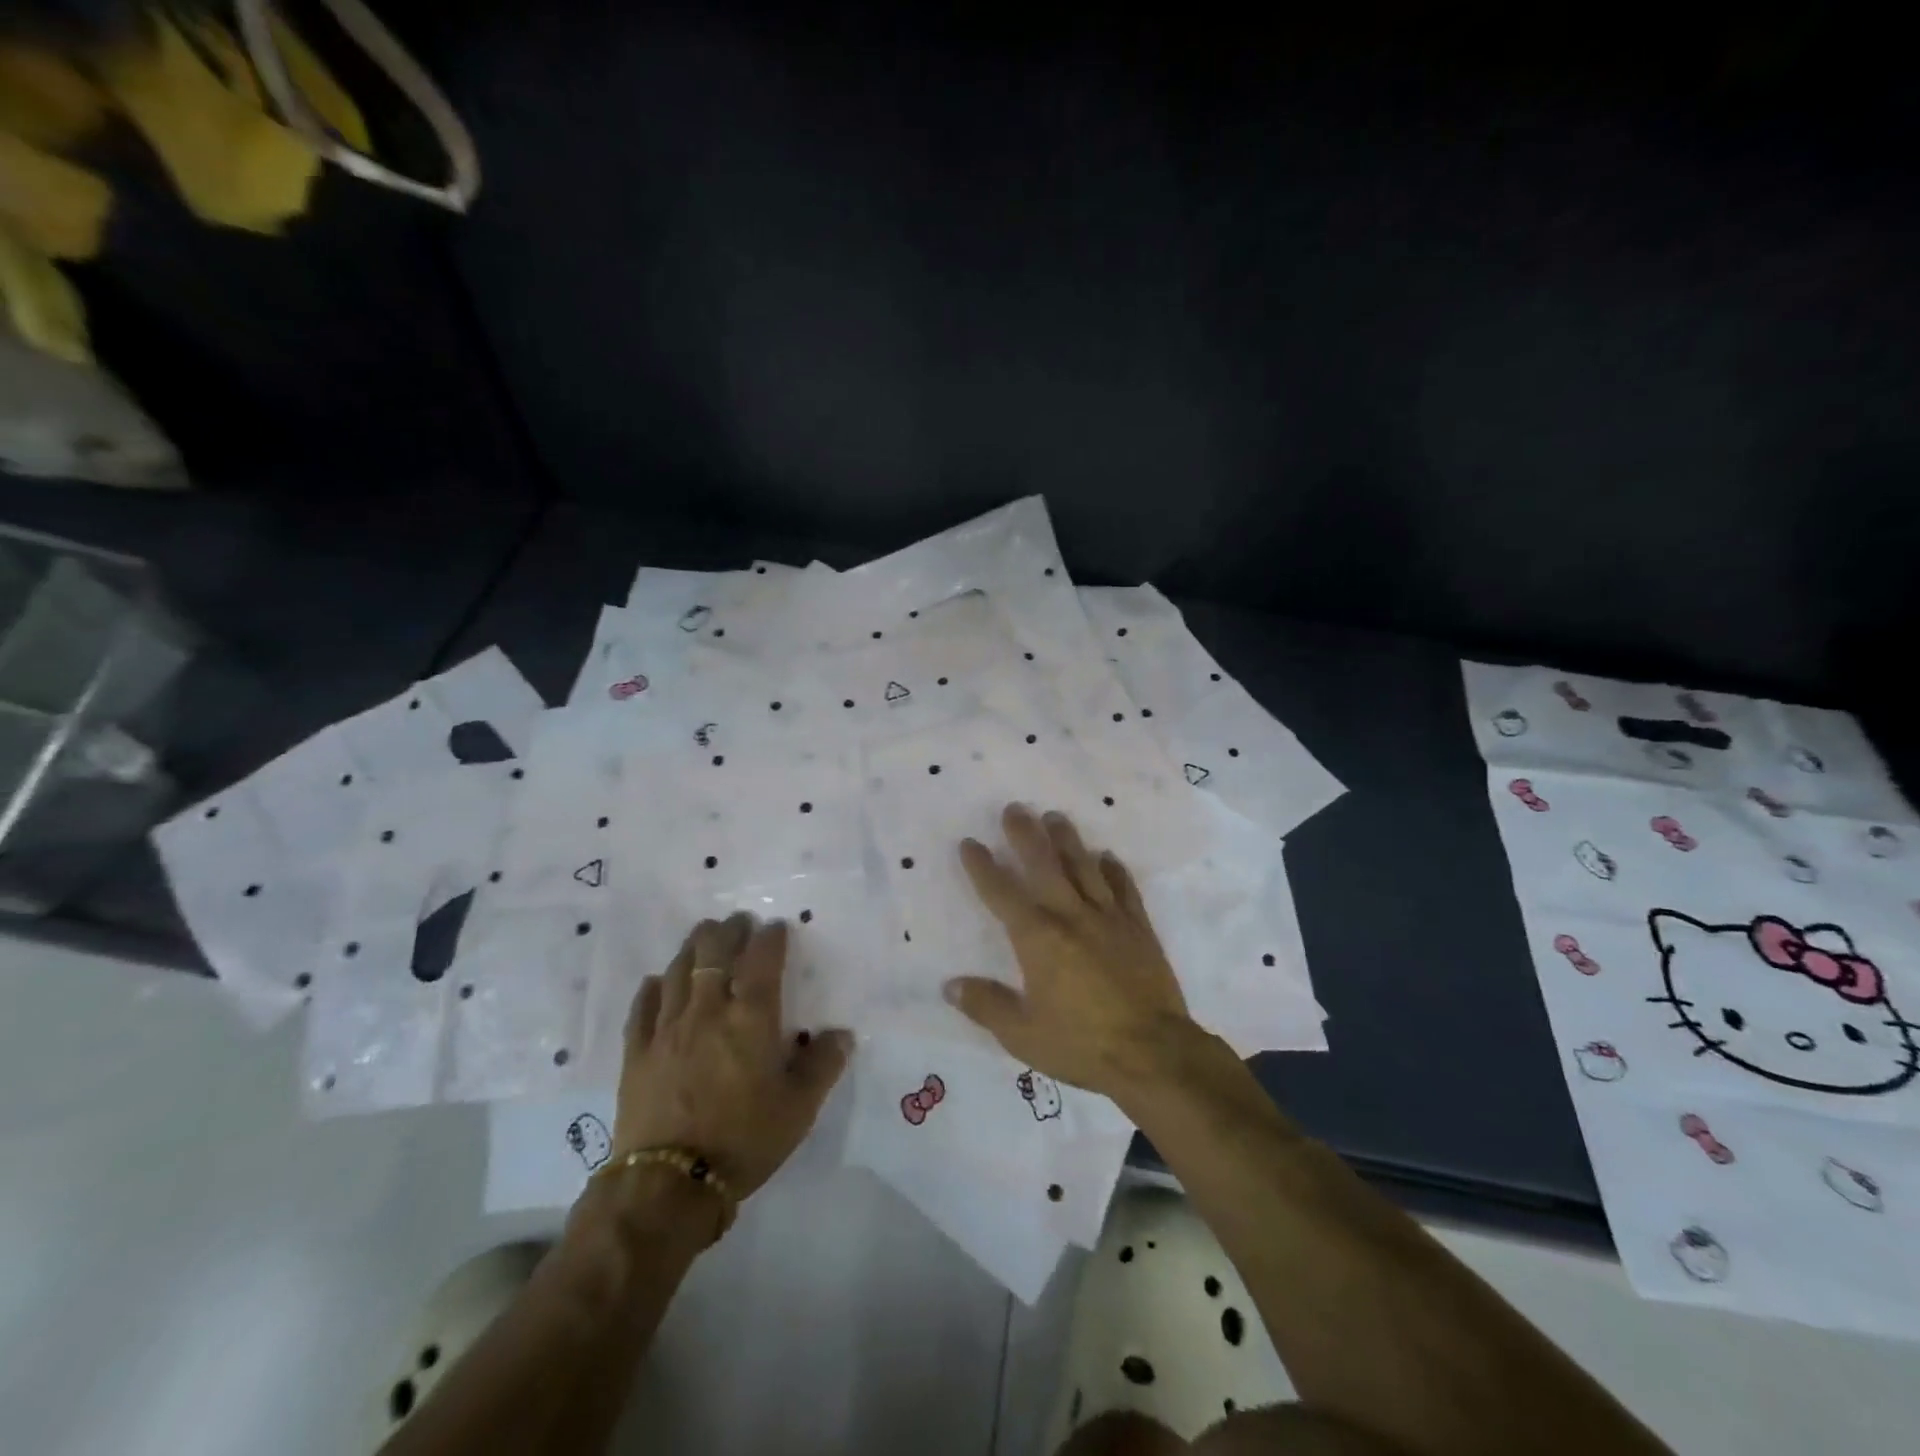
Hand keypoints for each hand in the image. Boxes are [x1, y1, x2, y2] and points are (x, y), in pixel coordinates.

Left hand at [616, 914, 849, 1198]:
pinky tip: (658, 981)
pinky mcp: (637, 1053)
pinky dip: (653, 988)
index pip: (761, 960)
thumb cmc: (744, 1140)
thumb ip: (822, 1065)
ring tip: (703, 936)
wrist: (669, 1185)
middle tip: (738, 922)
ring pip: (678, 971)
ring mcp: (667, 1029)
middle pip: (714, 953)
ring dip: (693, 947)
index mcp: (751, 1018)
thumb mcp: (799, 1108)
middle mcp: (708, 1011)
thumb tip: (842, 1034)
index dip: (770, 938)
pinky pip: (643, 1007)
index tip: (776, 927)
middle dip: (728, 931)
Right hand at [946, 803, 1195, 1099]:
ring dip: (1068, 839)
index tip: (970, 842)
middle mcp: (1070, 916)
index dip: (983, 867)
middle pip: (1044, 865)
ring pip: (1084, 867)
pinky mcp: (1139, 928)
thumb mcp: (1023, 1035)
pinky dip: (1114, 870)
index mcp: (1038, 938)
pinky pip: (1124, 889)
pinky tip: (1107, 856)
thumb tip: (950, 985)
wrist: (1154, 1053)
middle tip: (1014, 808)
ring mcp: (1109, 918)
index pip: (1002, 893)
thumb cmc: (1082, 1044)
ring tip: (1055, 816)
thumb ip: (986, 1006)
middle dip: (1026, 835)